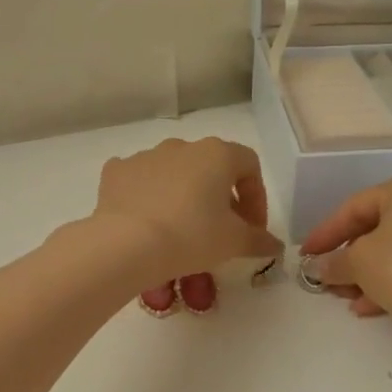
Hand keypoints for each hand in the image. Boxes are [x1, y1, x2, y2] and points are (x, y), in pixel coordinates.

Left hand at [89, 137, 281, 284]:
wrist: (126, 244)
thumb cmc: (191, 236)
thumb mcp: (233, 242)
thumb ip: (259, 240)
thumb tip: (275, 245)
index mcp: (217, 154)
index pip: (249, 166)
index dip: (256, 197)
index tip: (252, 228)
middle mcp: (182, 146)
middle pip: (210, 167)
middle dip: (220, 197)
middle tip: (221, 231)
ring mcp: (146, 155)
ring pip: (174, 173)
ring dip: (184, 195)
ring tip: (181, 230)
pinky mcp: (117, 171)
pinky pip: (140, 180)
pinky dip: (148, 196)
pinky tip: (148, 222)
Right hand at [300, 175, 391, 339]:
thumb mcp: (357, 262)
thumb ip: (333, 262)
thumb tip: (317, 268)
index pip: (356, 207)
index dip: (326, 232)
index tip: (305, 255)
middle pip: (377, 229)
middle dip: (347, 257)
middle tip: (326, 278)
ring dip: (365, 274)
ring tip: (344, 297)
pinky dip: (389, 283)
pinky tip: (368, 308)